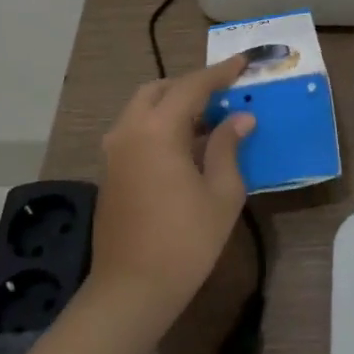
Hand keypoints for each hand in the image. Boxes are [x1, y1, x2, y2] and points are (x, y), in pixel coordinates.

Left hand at [93, 56, 253, 313]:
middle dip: (190, 85)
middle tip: (223, 93)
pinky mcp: (110, 171)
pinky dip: (159, 124)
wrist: (131, 291)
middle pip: (159, 90)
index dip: (220, 73)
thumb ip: (227, 147)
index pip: (192, 86)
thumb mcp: (221, 193)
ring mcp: (114, 152)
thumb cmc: (185, 241)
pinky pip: (135, 130)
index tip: (243, 62)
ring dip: (173, 104)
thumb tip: (240, 118)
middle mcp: (129, 131)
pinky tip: (185, 146)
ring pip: (142, 108)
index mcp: (157, 130)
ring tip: (207, 119)